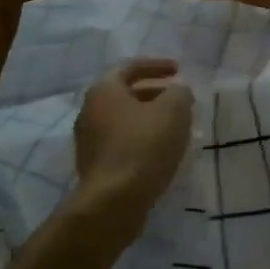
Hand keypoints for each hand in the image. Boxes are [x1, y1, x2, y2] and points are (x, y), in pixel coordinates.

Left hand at [73, 58, 195, 218]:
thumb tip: (178, 92)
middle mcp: (90, 111)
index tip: (179, 70)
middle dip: (155, 94)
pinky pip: (122, 143)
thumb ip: (179, 93)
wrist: (113, 202)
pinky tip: (162, 151)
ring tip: (176, 127)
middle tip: (180, 100)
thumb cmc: (143, 146)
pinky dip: (142, 140)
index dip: (157, 65)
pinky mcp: (95, 166)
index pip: (130, 67)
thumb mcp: (173, 110)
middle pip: (126, 94)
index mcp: (104, 90)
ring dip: (150, 119)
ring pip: (125, 121)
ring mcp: (89, 141)